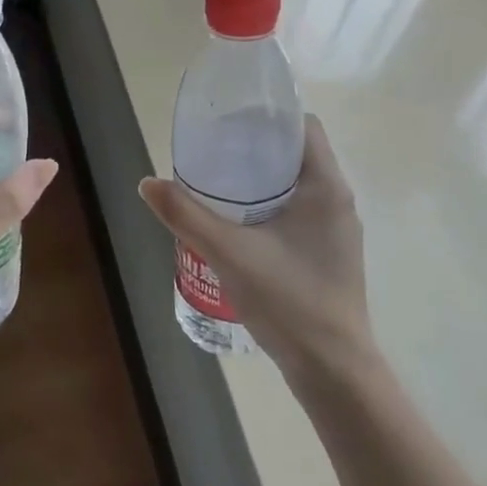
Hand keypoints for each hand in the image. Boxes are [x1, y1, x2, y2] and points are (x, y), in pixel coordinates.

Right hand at [138, 116, 373, 379]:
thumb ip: (186, 216)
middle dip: (256, 148)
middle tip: (214, 152)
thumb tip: (148, 183)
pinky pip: (299, 212)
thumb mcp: (228, 253)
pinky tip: (239, 226)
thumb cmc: (288, 301)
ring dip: (262, 180)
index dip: (268, 117)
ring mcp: (337, 231)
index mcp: (326, 187)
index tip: (230, 122)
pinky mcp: (330, 254)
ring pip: (298, 186)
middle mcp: (338, 201)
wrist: (332, 368)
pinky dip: (270, 206)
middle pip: (298, 155)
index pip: (304, 127)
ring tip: (219, 185)